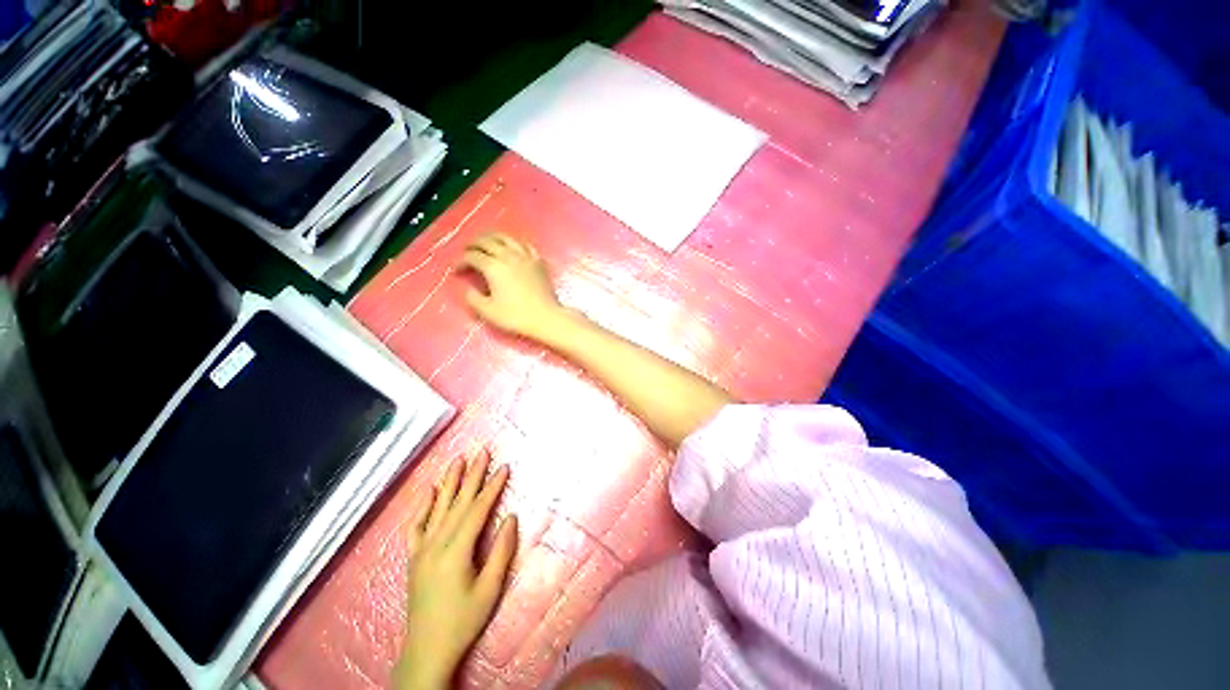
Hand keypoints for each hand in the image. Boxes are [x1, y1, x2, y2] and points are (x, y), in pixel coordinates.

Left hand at [394, 452, 517, 689]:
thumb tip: (511, 518)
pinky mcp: (414, 557)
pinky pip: (416, 526)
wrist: (427, 650)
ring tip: (458, 460)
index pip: (477, 510)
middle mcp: (436, 544)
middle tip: (482, 452)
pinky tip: (429, 491)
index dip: (492, 487)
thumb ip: (501, 551)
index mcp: (456, 552)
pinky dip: (423, 506)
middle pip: (458, 502)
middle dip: (473, 475)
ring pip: (437, 508)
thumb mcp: (489, 589)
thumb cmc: (463, 621)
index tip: (504, 467)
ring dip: (449, 482)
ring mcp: (422, 550)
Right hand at [456, 233, 564, 340]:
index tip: (456, 270)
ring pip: (506, 238)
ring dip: (492, 237)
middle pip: (487, 241)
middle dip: (473, 244)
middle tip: (467, 251)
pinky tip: (512, 247)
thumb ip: (472, 298)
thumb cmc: (516, 316)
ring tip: (486, 242)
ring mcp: (525, 257)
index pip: (471, 256)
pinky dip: (514, 242)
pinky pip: (524, 245)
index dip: (460, 261)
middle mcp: (508, 256)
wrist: (546, 317)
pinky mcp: (538, 261)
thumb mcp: (487, 311)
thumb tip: (467, 288)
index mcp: (493, 267)